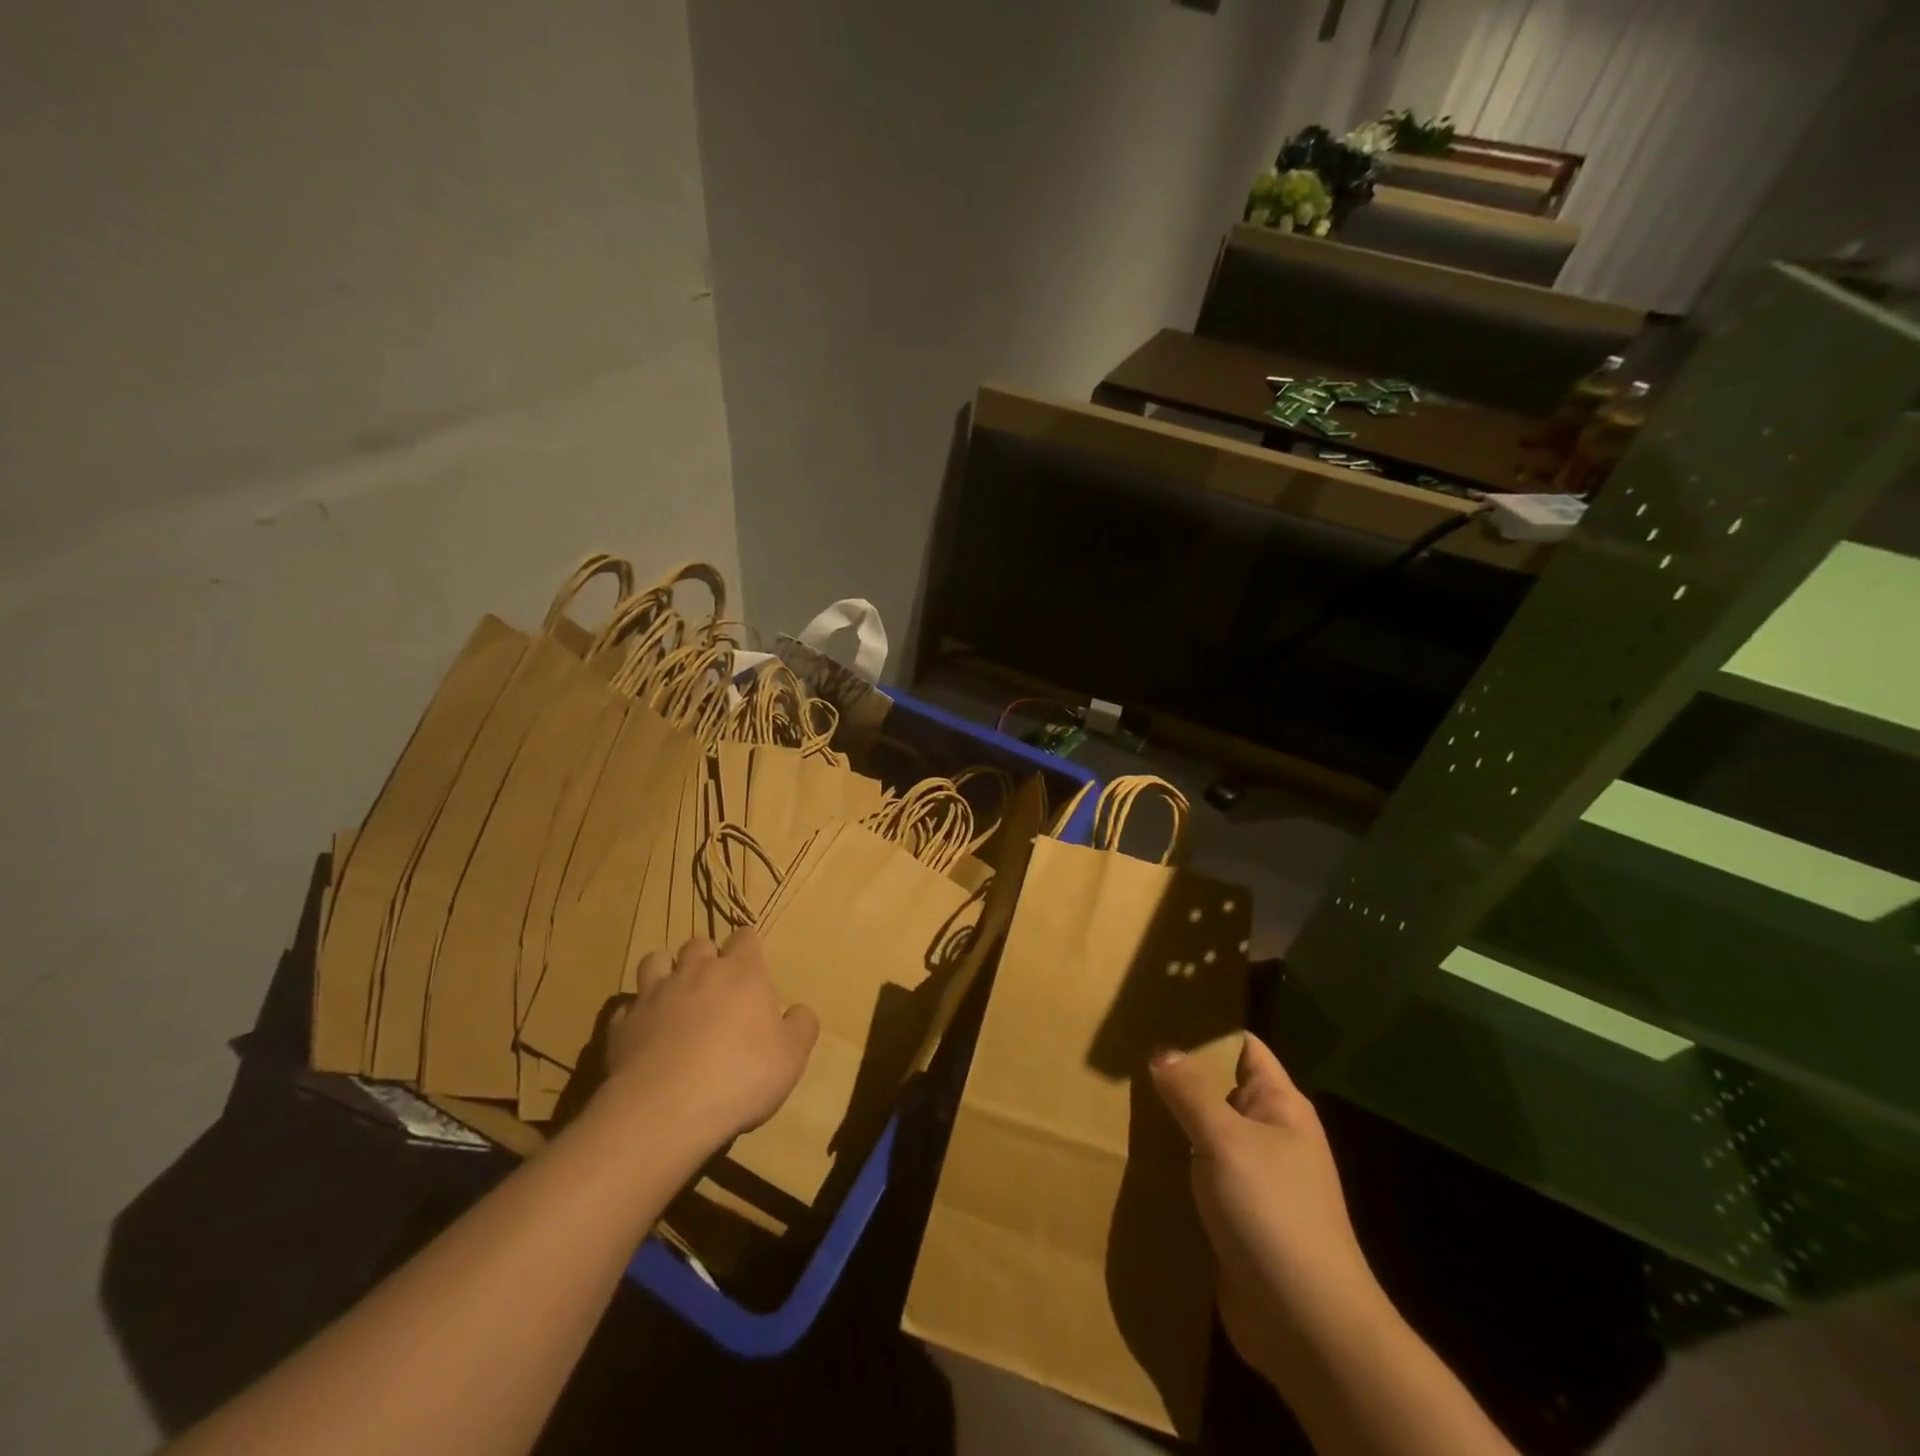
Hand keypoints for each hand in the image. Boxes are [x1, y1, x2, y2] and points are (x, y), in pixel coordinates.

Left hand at [602, 929, 818, 1154]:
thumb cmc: (740, 1076)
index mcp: (741, 972)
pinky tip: (645, 1035)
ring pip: (655, 961)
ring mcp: (654, 995)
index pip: (745, 937)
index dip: (749, 948)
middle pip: (698, 943)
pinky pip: (627, 1007)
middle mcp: (696, 972)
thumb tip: (797, 1011)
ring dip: (665, 972)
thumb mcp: (792, 1056)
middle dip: (706, 957)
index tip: (752, 967)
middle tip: (715, 986)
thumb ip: (801, 1026)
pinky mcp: (621, 1025)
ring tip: (674, 998)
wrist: (665, 1112)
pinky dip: (636, 1014)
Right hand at [1150, 1034, 1384, 1387]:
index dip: (1205, 1029)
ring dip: (1170, 1121)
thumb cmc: (1272, 1213)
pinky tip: (1134, 1155)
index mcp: (1280, 1106)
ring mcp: (1253, 1177)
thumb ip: (1190, 1092)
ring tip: (1118, 1097)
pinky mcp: (1235, 1215)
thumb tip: (1162, 1050)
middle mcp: (1269, 1134)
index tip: (1157, 1013)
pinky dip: (1172, 1163)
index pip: (1242, 1047)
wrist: (1306, 1325)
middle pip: (1218, 1088)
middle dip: (1177, 1074)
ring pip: (1204, 1132)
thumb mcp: (1226, 1140)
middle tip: (1123, 1053)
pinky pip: (1199, 1174)